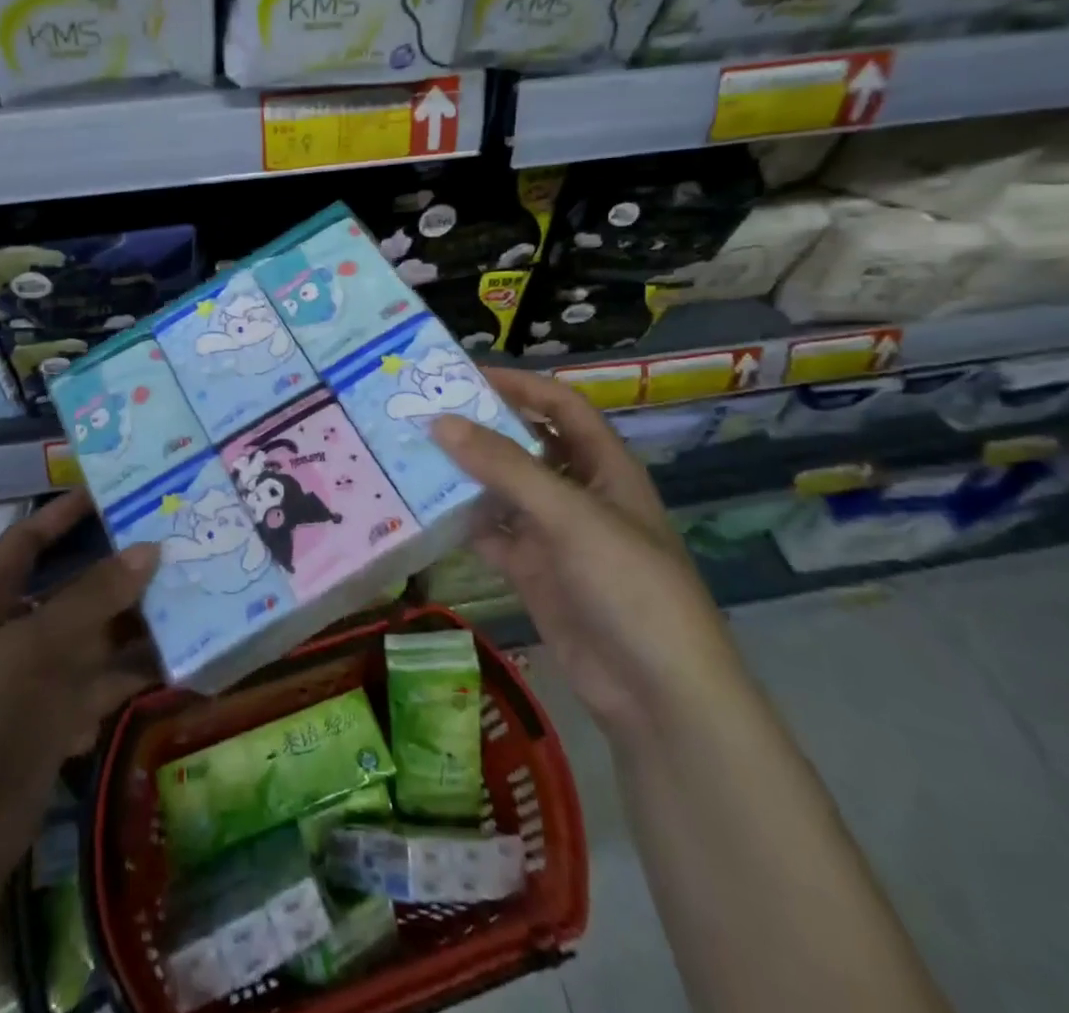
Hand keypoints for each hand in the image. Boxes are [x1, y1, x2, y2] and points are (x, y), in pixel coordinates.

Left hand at [0, 491, 160, 896]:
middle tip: (177, 546)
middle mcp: (16, 638)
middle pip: (74, 592)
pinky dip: (138, 676)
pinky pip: (107, 687)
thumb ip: (92, 598)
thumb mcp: (31, 648)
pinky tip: (180, 664)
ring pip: (98, 640)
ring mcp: (38, 685)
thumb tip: (150, 548)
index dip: (59, 515)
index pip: (24, 545)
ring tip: (194, 600)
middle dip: (120, 572)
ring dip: (139, 624)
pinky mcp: (60, 727)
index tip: (108, 492)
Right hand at [431, 369, 742, 743]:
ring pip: (502, 490)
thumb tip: (440, 422)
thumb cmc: (627, 583)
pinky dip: (462, 522)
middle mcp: (578, 492)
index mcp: (603, 466)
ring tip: (412, 453)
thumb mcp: (568, 514)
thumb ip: (503, 467)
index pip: (559, 406)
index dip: (518, 385)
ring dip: (465, 474)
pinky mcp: (534, 571)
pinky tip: (424, 510)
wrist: (656, 692)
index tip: (463, 376)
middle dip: (481, 427)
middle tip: (423, 411)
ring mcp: (554, 534)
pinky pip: (491, 534)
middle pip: (525, 444)